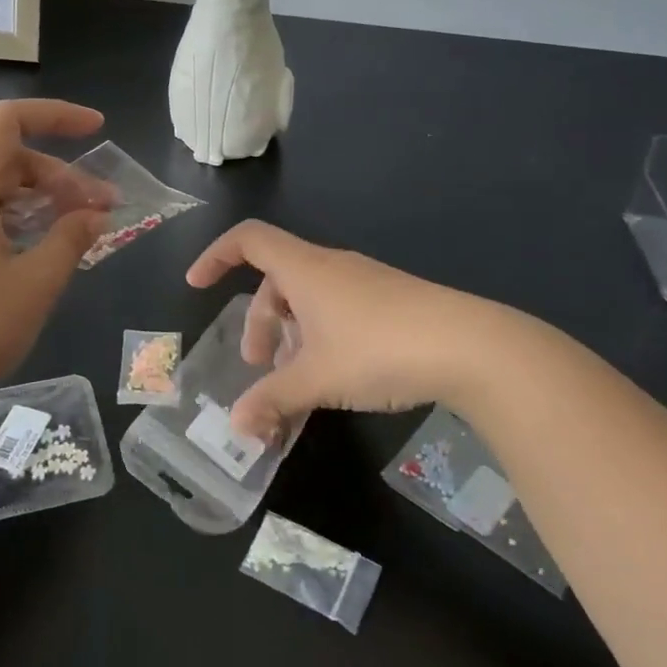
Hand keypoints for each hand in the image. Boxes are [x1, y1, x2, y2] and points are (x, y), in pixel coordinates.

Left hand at [0, 100, 109, 410]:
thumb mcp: (34, 283)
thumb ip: (70, 238)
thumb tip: (95, 215)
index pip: (7, 122)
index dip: (57, 117)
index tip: (98, 130)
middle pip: (1, 160)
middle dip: (56, 178)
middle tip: (101, 212)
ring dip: (33, 203)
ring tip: (72, 234)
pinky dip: (5, 221)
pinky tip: (31, 253)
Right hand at [186, 220, 495, 443]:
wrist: (471, 346)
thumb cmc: (379, 349)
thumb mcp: (317, 379)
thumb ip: (272, 400)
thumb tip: (236, 426)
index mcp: (305, 269)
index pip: (248, 240)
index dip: (215, 256)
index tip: (196, 285)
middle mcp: (331, 267)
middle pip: (276, 281)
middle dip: (259, 324)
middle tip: (258, 368)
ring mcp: (364, 283)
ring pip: (308, 301)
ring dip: (290, 337)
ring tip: (296, 382)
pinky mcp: (390, 302)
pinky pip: (337, 312)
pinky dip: (320, 339)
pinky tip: (334, 378)